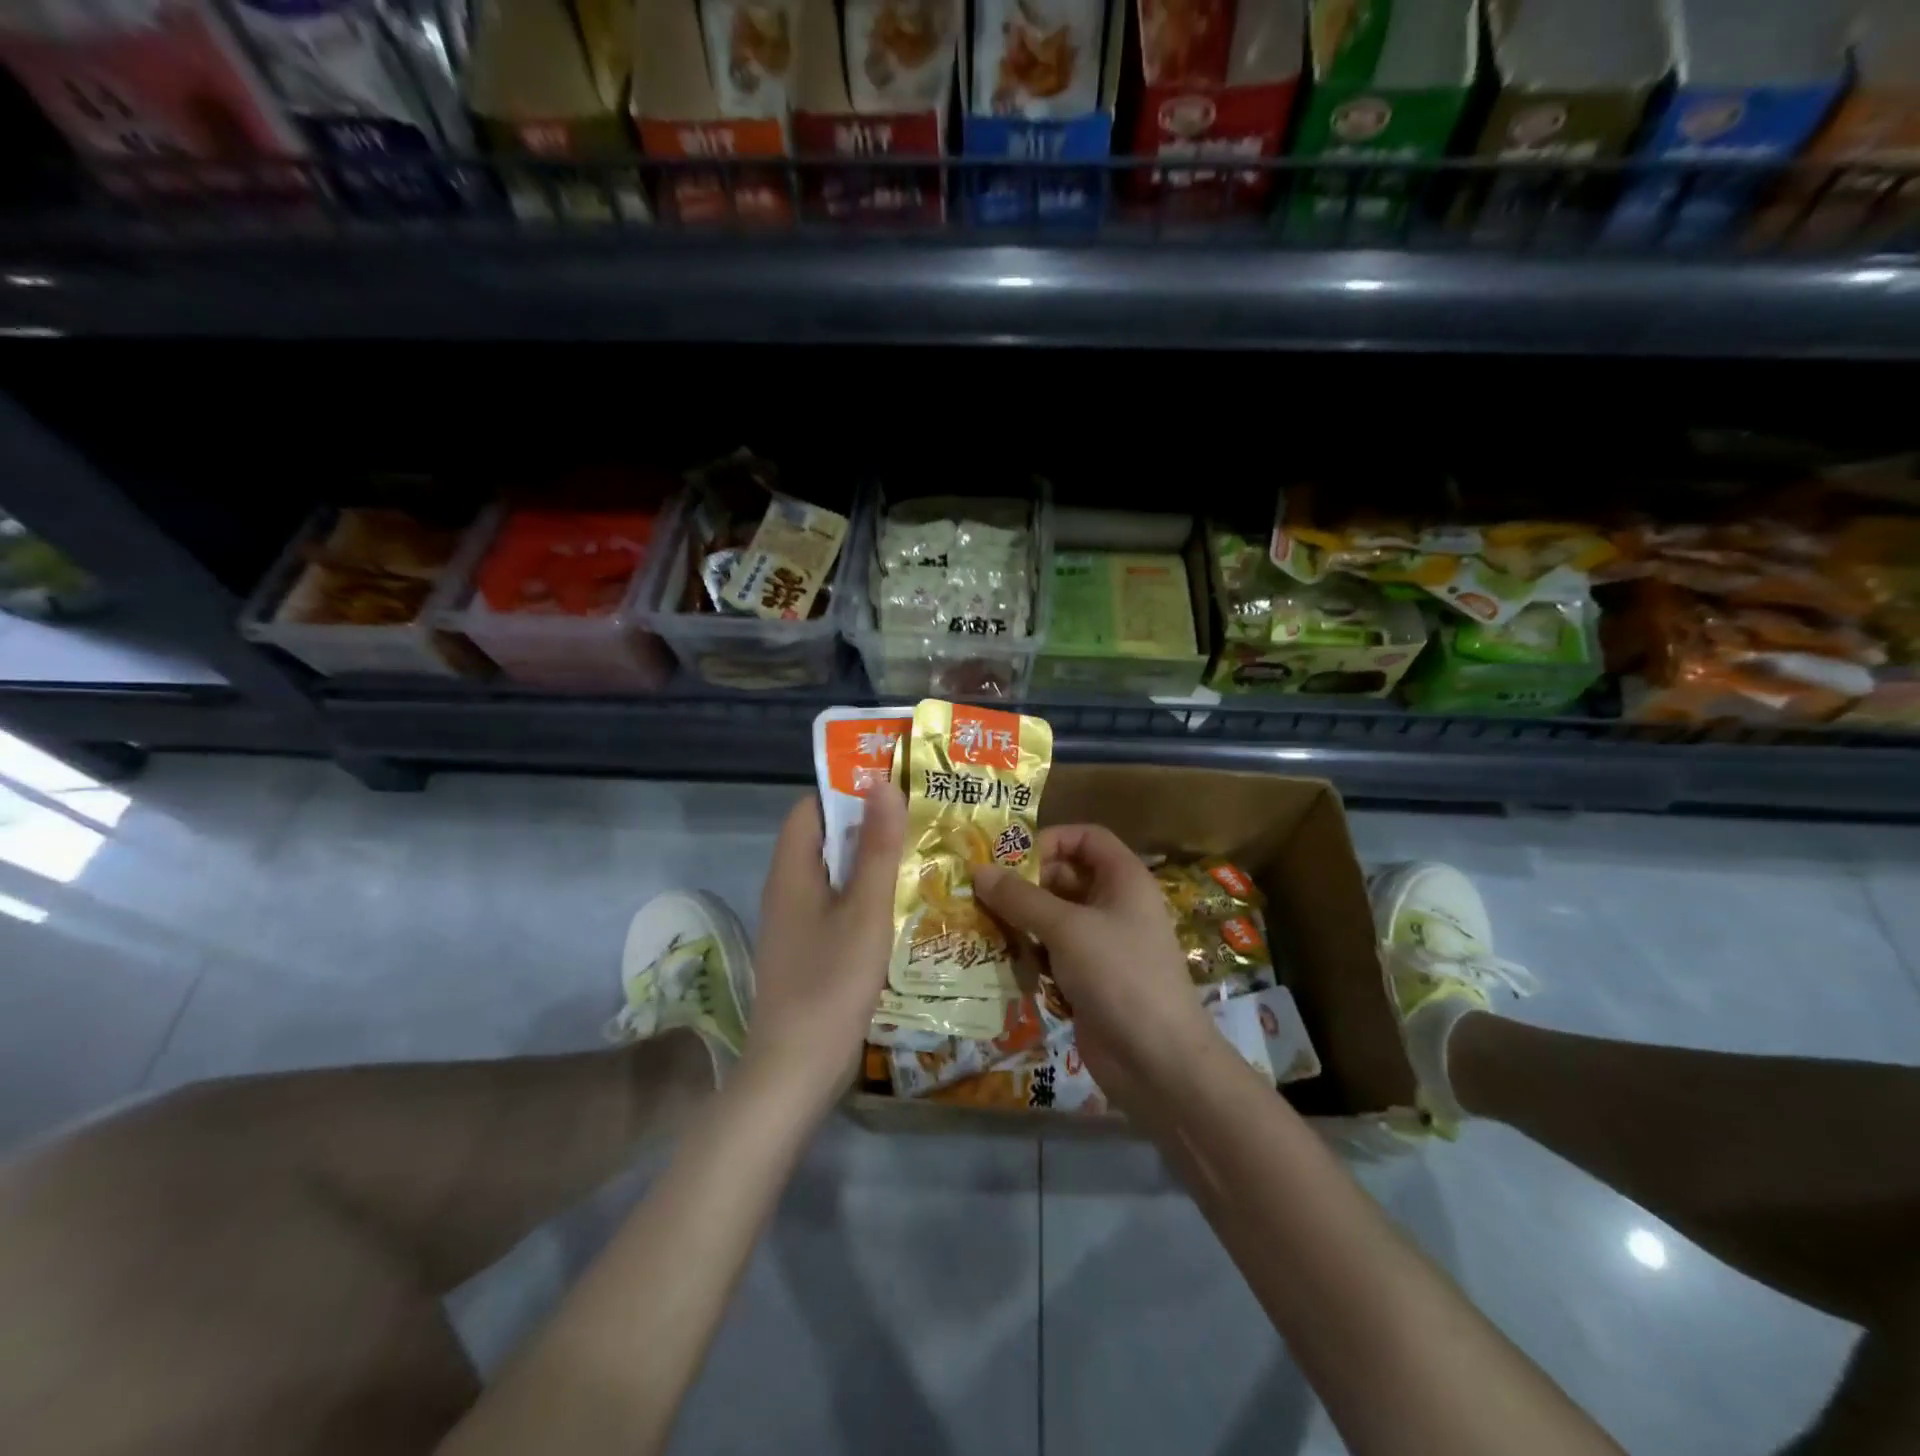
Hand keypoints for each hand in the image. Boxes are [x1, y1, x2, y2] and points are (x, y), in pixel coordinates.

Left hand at [743, 787, 905, 1111]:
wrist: (795, 1071)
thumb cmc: (831, 983)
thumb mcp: (864, 910)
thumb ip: (876, 847)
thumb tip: (882, 782)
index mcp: (791, 871)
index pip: (812, 808)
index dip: (847, 790)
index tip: (894, 785)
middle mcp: (787, 890)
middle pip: (824, 839)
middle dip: (868, 825)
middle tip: (920, 818)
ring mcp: (796, 923)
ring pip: (834, 874)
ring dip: (870, 862)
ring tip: (920, 854)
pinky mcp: (808, 950)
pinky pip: (836, 906)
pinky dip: (864, 896)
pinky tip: (901, 906)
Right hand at [973, 825, 1215, 1100]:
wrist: (1158, 1061)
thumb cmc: (1119, 975)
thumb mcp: (1067, 929)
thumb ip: (1021, 898)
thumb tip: (978, 870)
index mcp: (1123, 879)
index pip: (1087, 838)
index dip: (1051, 839)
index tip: (1011, 857)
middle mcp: (1114, 905)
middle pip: (1065, 877)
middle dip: (1025, 883)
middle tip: (981, 893)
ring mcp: (1102, 944)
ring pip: (1054, 918)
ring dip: (1020, 920)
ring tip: (980, 923)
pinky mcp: (1087, 979)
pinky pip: (1052, 953)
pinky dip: (1028, 953)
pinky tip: (998, 959)